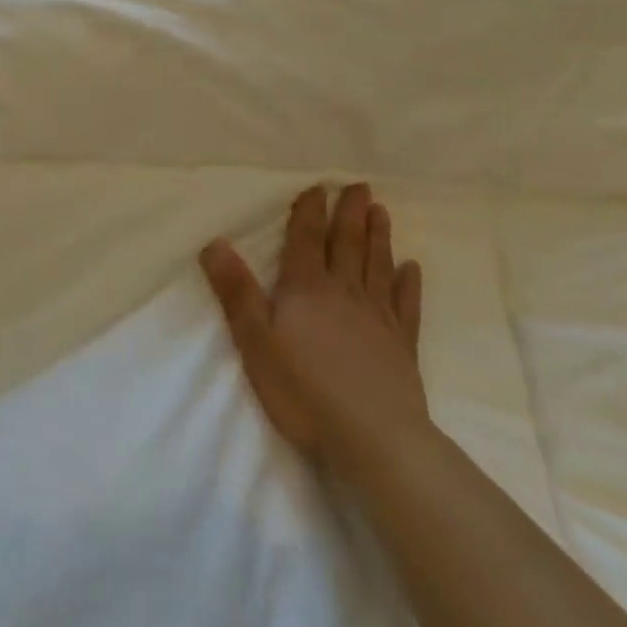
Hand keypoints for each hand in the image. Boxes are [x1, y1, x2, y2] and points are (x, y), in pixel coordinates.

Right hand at [201, 184, 426, 465]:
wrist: (375, 441)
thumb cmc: (305, 391)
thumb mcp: (256, 341)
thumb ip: (236, 292)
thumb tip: (214, 242)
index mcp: (306, 288)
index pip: (306, 240)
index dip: (309, 212)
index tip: (318, 187)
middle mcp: (344, 292)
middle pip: (346, 244)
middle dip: (350, 214)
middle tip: (360, 186)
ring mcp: (377, 318)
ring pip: (377, 266)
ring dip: (378, 237)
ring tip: (382, 211)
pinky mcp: (402, 347)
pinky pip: (406, 306)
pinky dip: (409, 284)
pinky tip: (412, 269)